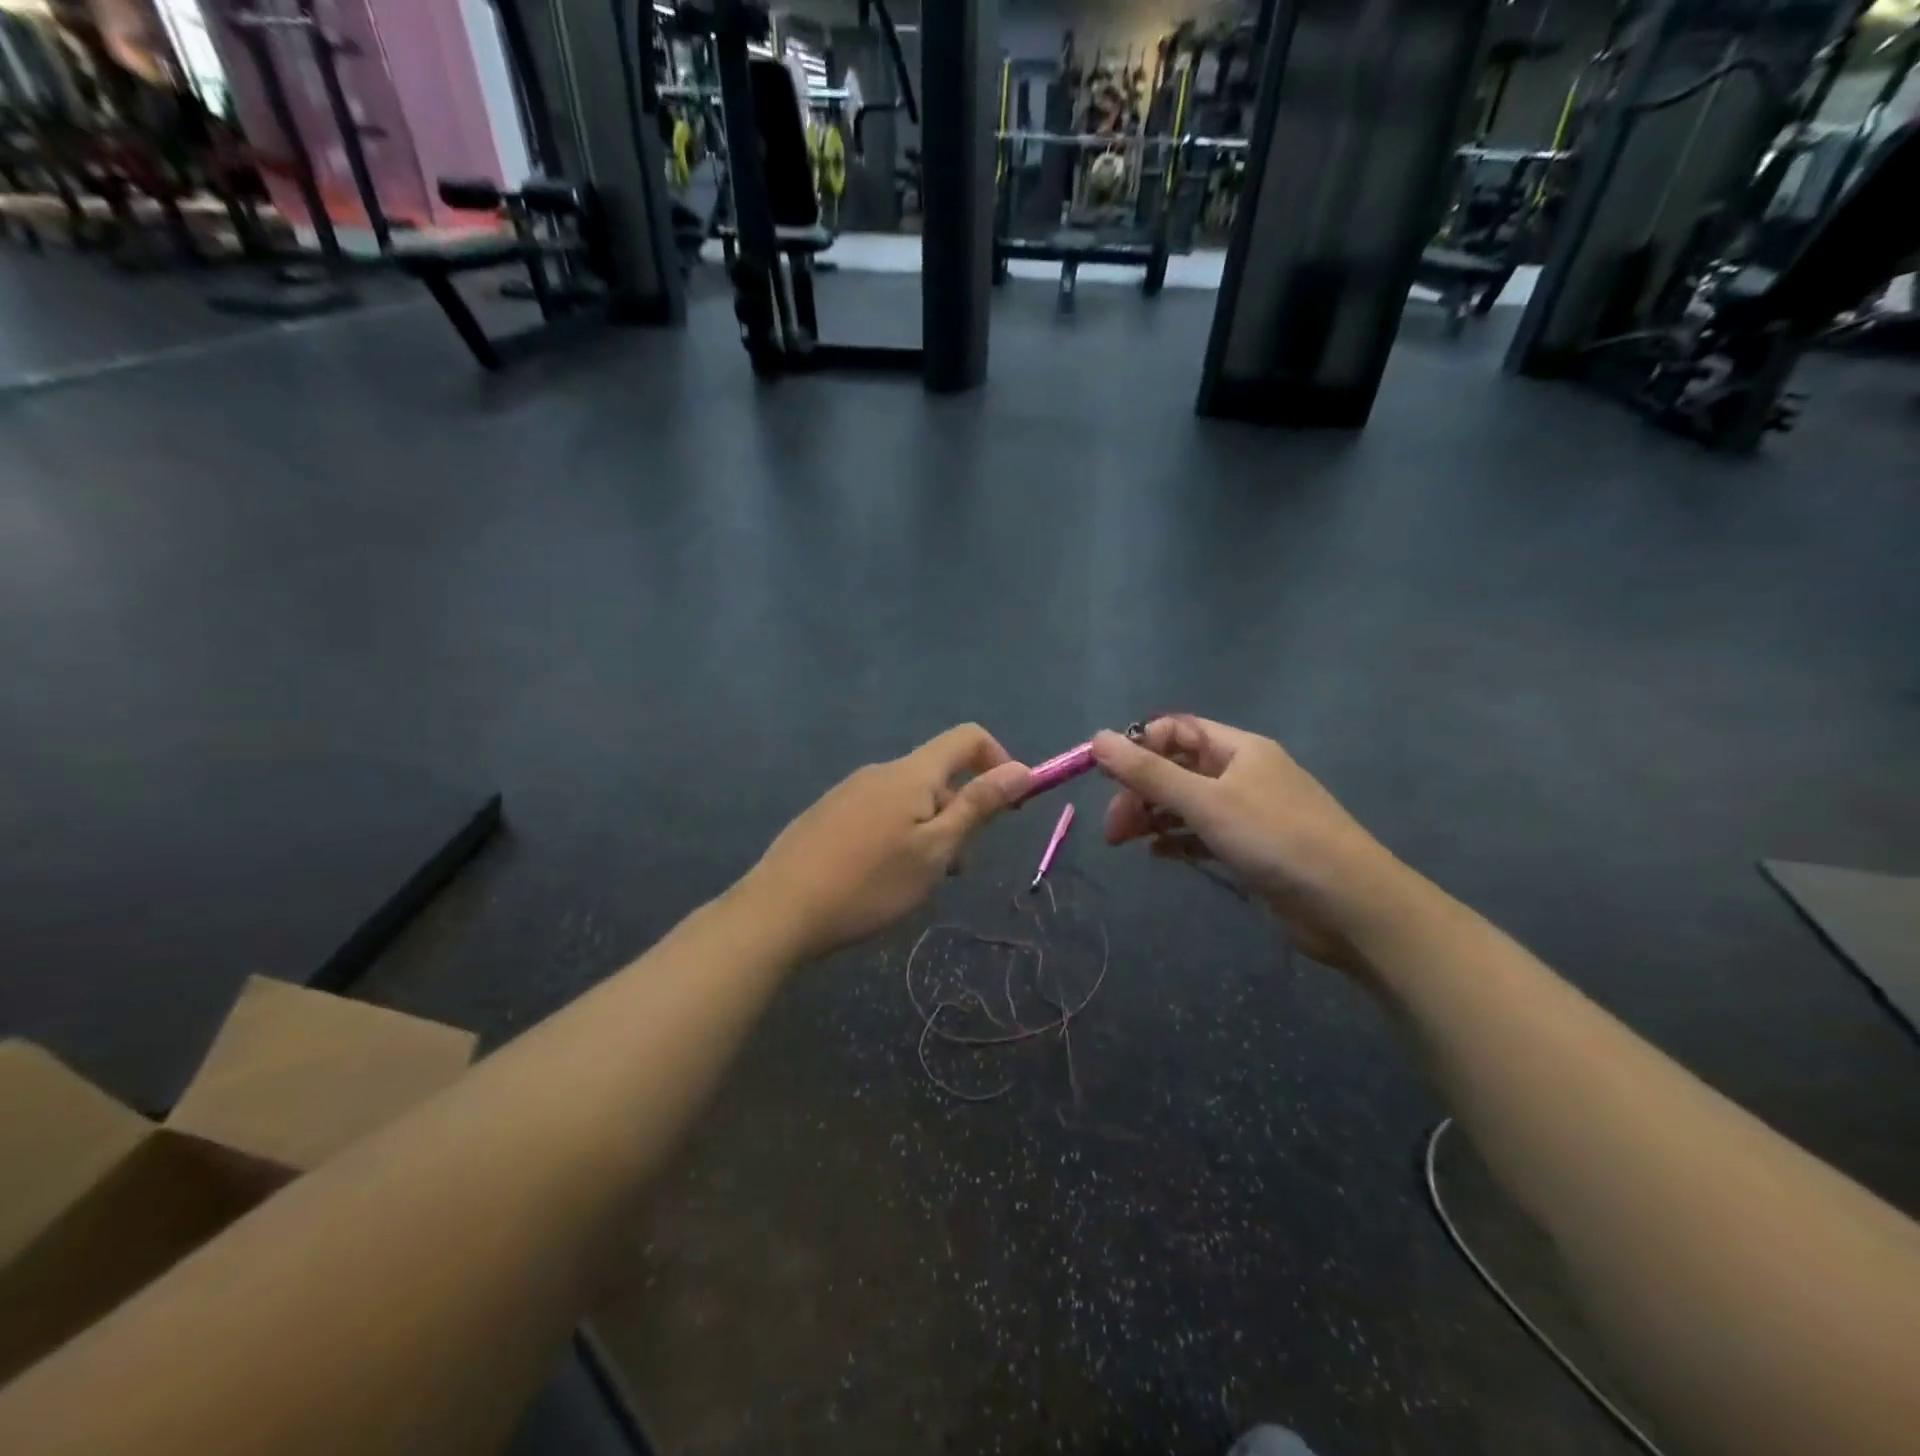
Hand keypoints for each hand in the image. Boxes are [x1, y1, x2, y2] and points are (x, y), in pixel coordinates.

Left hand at [742, 724, 1030, 960]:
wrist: (779, 911)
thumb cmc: (870, 883)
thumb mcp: (936, 849)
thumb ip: (978, 806)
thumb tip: (1022, 768)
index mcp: (911, 773)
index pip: (968, 738)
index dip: (999, 762)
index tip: (1008, 807)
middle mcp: (880, 772)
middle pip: (939, 775)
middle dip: (962, 812)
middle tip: (955, 867)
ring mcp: (849, 792)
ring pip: (909, 800)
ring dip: (931, 830)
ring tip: (918, 881)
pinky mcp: (827, 814)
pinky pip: (880, 813)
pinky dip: (899, 836)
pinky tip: (881, 878)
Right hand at [1091, 716, 1402, 970]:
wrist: (1349, 904)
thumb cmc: (1276, 839)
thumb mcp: (1206, 801)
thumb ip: (1149, 772)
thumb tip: (1097, 738)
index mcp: (1238, 749)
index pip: (1176, 730)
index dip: (1139, 747)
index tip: (1105, 776)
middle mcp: (1243, 774)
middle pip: (1177, 769)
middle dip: (1139, 791)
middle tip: (1113, 828)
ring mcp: (1248, 813)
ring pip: (1187, 803)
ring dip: (1153, 816)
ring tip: (1124, 842)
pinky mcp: (1251, 848)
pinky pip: (1203, 834)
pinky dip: (1178, 840)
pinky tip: (1159, 855)